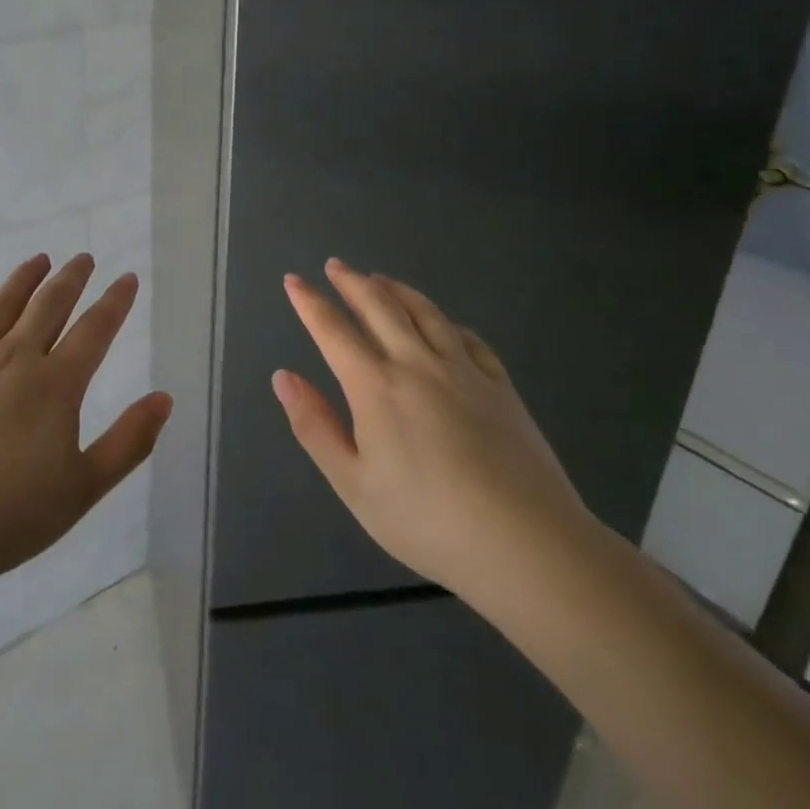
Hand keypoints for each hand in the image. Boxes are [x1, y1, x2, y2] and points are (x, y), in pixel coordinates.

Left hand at [0, 252, 172, 593]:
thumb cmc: (6, 519)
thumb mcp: (82, 489)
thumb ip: (128, 442)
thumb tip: (165, 398)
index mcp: (54, 385)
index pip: (94, 330)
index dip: (115, 301)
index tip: (127, 278)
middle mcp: (11, 359)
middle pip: (48, 306)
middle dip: (71, 278)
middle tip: (83, 258)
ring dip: (23, 279)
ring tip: (39, 259)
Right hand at [273, 259, 599, 614]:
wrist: (526, 542)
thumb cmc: (427, 520)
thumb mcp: (353, 483)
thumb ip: (314, 426)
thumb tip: (283, 377)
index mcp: (375, 386)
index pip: (333, 330)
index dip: (310, 302)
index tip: (293, 280)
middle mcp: (417, 364)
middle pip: (379, 307)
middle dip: (352, 282)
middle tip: (335, 266)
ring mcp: (464, 370)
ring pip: (424, 313)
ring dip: (396, 289)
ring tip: (379, 278)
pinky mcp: (500, 386)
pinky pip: (468, 338)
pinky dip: (446, 321)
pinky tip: (442, 323)